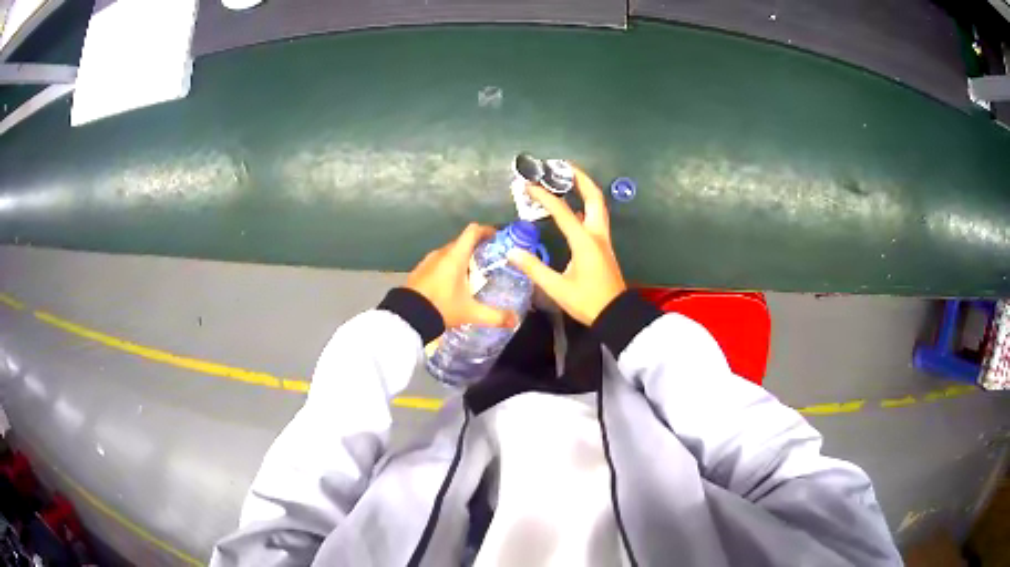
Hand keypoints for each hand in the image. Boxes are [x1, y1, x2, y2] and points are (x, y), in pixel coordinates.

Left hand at [407, 223, 517, 329]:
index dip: (486, 230)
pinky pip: (439, 263)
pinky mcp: (419, 271)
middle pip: (462, 242)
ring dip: (462, 259)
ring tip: (473, 275)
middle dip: (477, 248)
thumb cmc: (442, 307)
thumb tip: (516, 321)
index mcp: (455, 255)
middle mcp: (441, 253)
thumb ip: (495, 316)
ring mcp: (428, 261)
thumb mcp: (471, 313)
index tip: (498, 237)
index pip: (473, 231)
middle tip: (490, 262)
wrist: (408, 317)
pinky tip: (454, 285)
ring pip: (450, 253)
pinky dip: (449, 268)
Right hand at [507, 166, 626, 324]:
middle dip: (579, 178)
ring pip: (597, 206)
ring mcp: (603, 240)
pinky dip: (585, 206)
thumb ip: (535, 268)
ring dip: (585, 190)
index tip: (529, 185)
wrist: (615, 315)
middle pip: (593, 197)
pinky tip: (573, 210)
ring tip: (568, 180)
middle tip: (563, 166)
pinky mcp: (603, 247)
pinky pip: (595, 218)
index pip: (562, 211)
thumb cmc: (587, 302)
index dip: (544, 196)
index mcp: (584, 241)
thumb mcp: (557, 289)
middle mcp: (596, 234)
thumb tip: (512, 252)